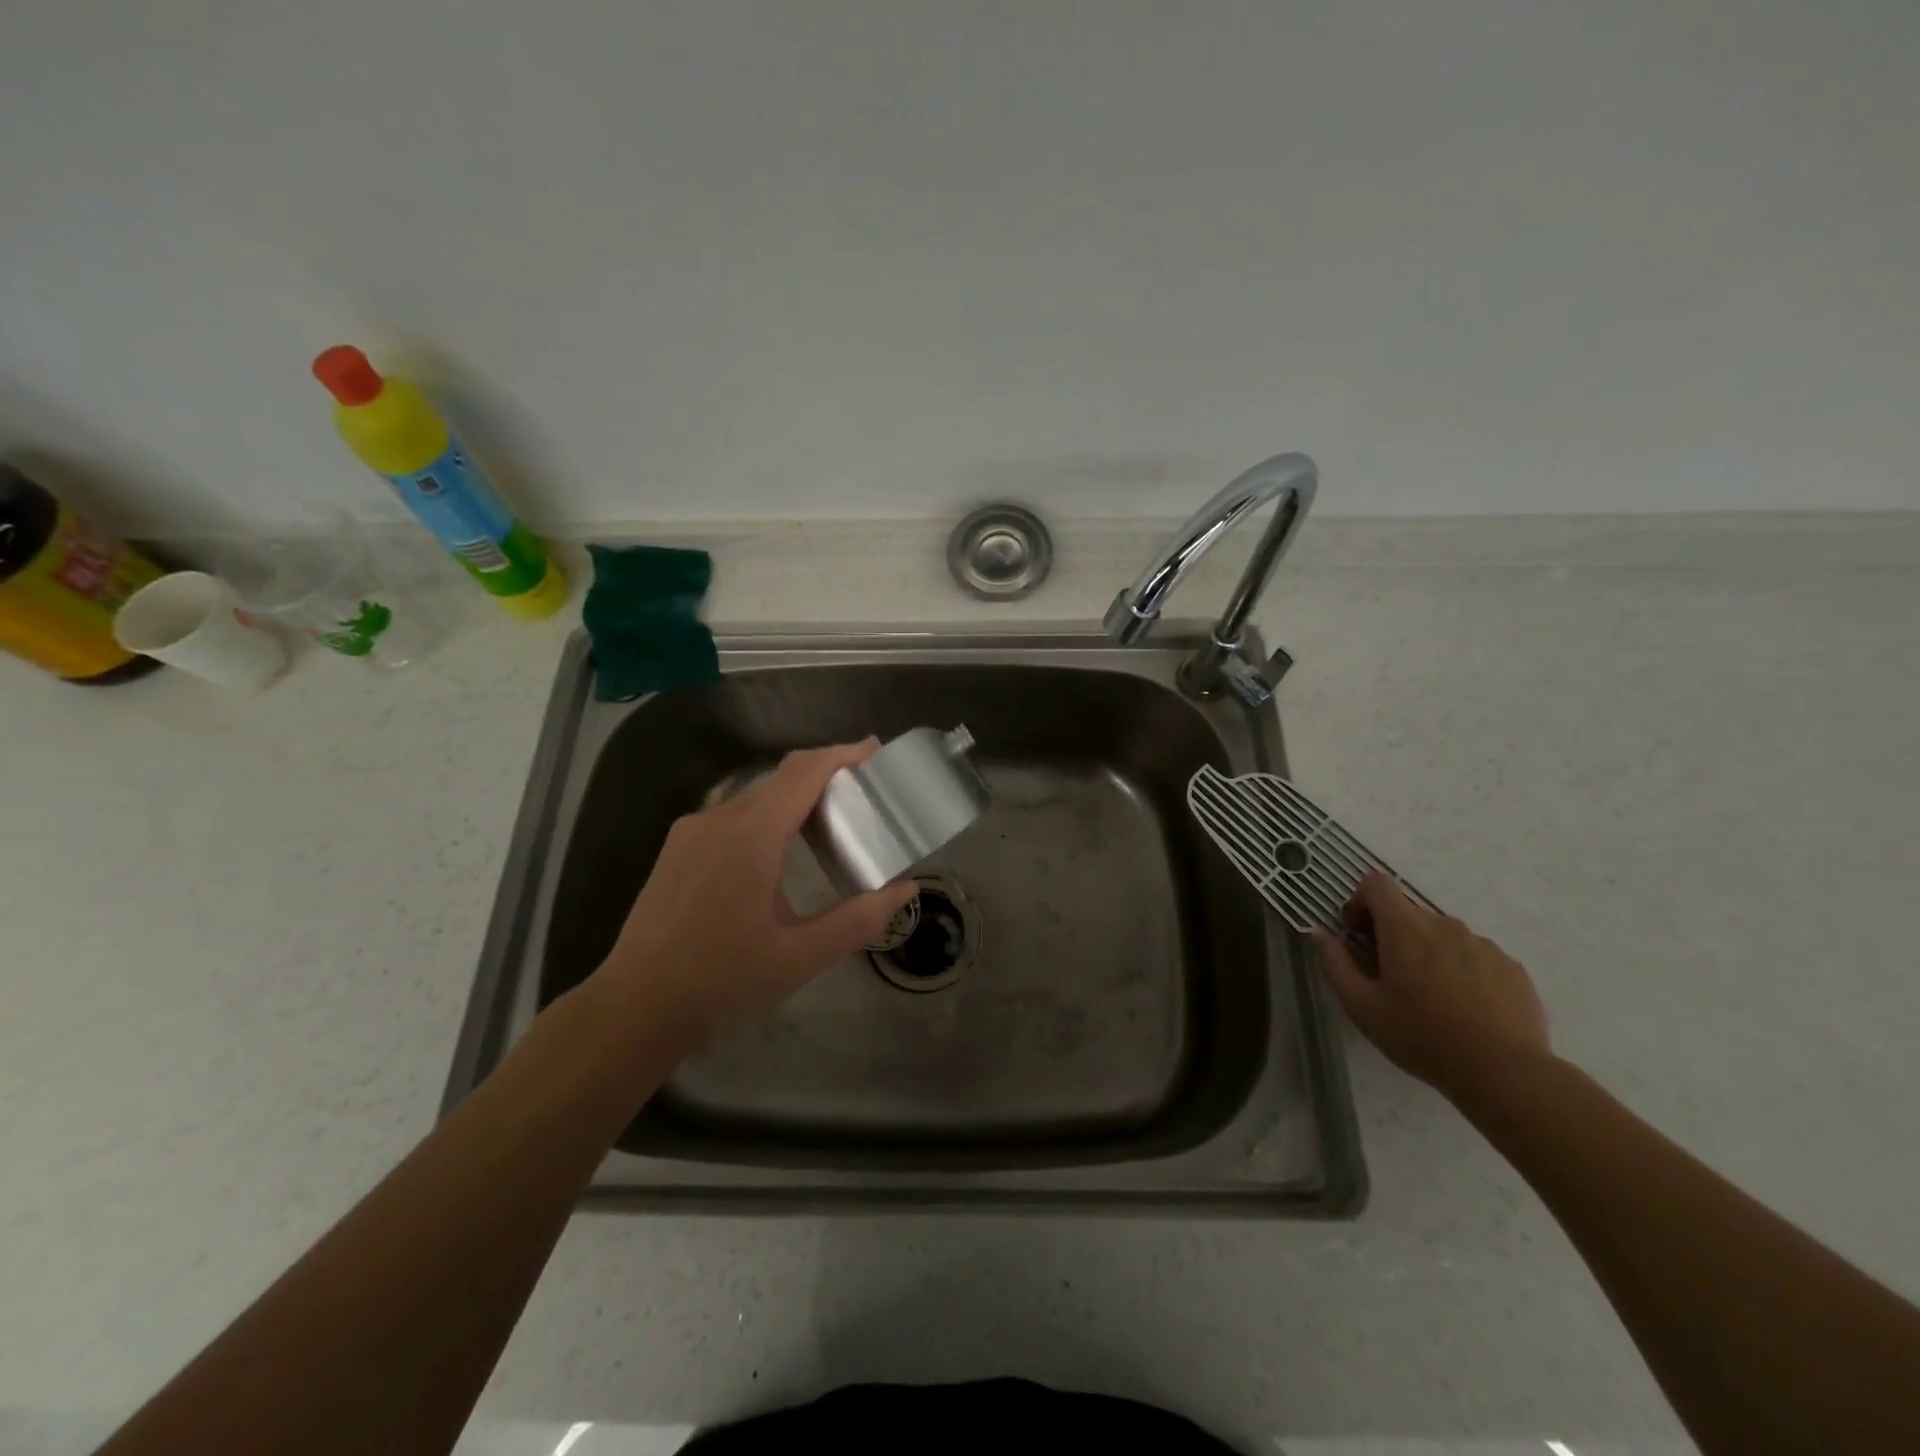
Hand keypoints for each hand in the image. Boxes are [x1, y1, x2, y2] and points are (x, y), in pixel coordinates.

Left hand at [595, 741, 918, 1038]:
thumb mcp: (801, 956)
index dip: (842, 754)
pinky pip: (732, 815)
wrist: (636, 1006)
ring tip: (828, 822)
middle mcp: (719, 820)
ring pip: (755, 797)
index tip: (875, 749)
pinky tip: (779, 850)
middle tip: (862, 793)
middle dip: (825, 776)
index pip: (804, 773)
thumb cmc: (722, 980)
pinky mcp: (677, 848)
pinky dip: (766, 816)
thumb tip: (904, 890)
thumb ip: (858, 920)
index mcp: (751, 837)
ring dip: (794, 798)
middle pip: (781, 779)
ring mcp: (692, 831)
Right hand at [1314, 872, 1550, 1096]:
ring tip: (1432, 998)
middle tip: (1390, 977)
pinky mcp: (1512, 967)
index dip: (1360, 902)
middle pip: (1409, 913)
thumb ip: (1335, 964)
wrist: (1504, 1073)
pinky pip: (1476, 956)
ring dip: (1429, 953)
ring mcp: (1483, 945)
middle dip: (1393, 935)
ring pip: (1443, 936)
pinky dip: (1462, 971)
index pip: (1377, 884)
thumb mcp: (1362, 1006)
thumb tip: (1320, 934)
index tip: (1359, 935)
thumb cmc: (1421, 1036)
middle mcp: (1445, 925)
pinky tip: (1465, 1009)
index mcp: (1405, 928)